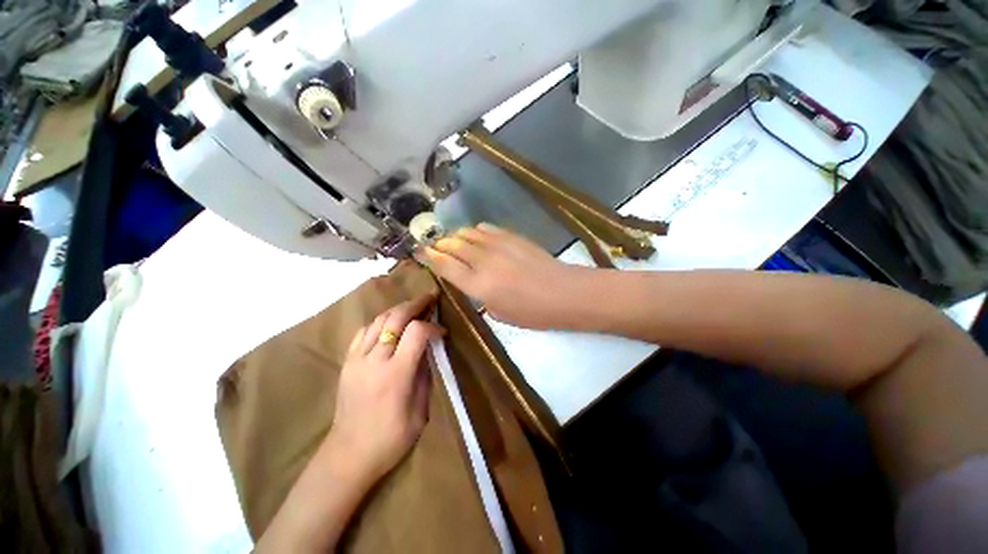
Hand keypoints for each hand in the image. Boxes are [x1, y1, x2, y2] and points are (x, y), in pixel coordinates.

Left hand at [330, 294, 444, 484]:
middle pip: (395, 318)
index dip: (432, 327)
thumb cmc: (390, 439)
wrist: (348, 455)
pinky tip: (388, 323)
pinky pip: (363, 331)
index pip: (417, 332)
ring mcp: (357, 359)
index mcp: (396, 374)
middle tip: (429, 298)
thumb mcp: (420, 411)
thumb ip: (424, 375)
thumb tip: (428, 351)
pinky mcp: (347, 362)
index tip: (442, 333)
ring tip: (412, 307)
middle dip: (415, 304)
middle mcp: (375, 360)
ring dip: (398, 309)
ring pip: (378, 320)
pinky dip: (379, 321)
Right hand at [424, 223, 586, 328]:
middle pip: (453, 245)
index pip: (444, 265)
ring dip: (457, 236)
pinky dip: (476, 231)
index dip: (428, 257)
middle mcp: (482, 261)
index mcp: (477, 285)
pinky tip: (477, 235)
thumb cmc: (532, 312)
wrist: (563, 292)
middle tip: (435, 245)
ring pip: (468, 233)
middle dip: (439, 244)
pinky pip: (487, 228)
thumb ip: (481, 297)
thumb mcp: (500, 315)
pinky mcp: (511, 236)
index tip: (418, 251)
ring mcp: (497, 245)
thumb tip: (474, 283)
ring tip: (454, 240)